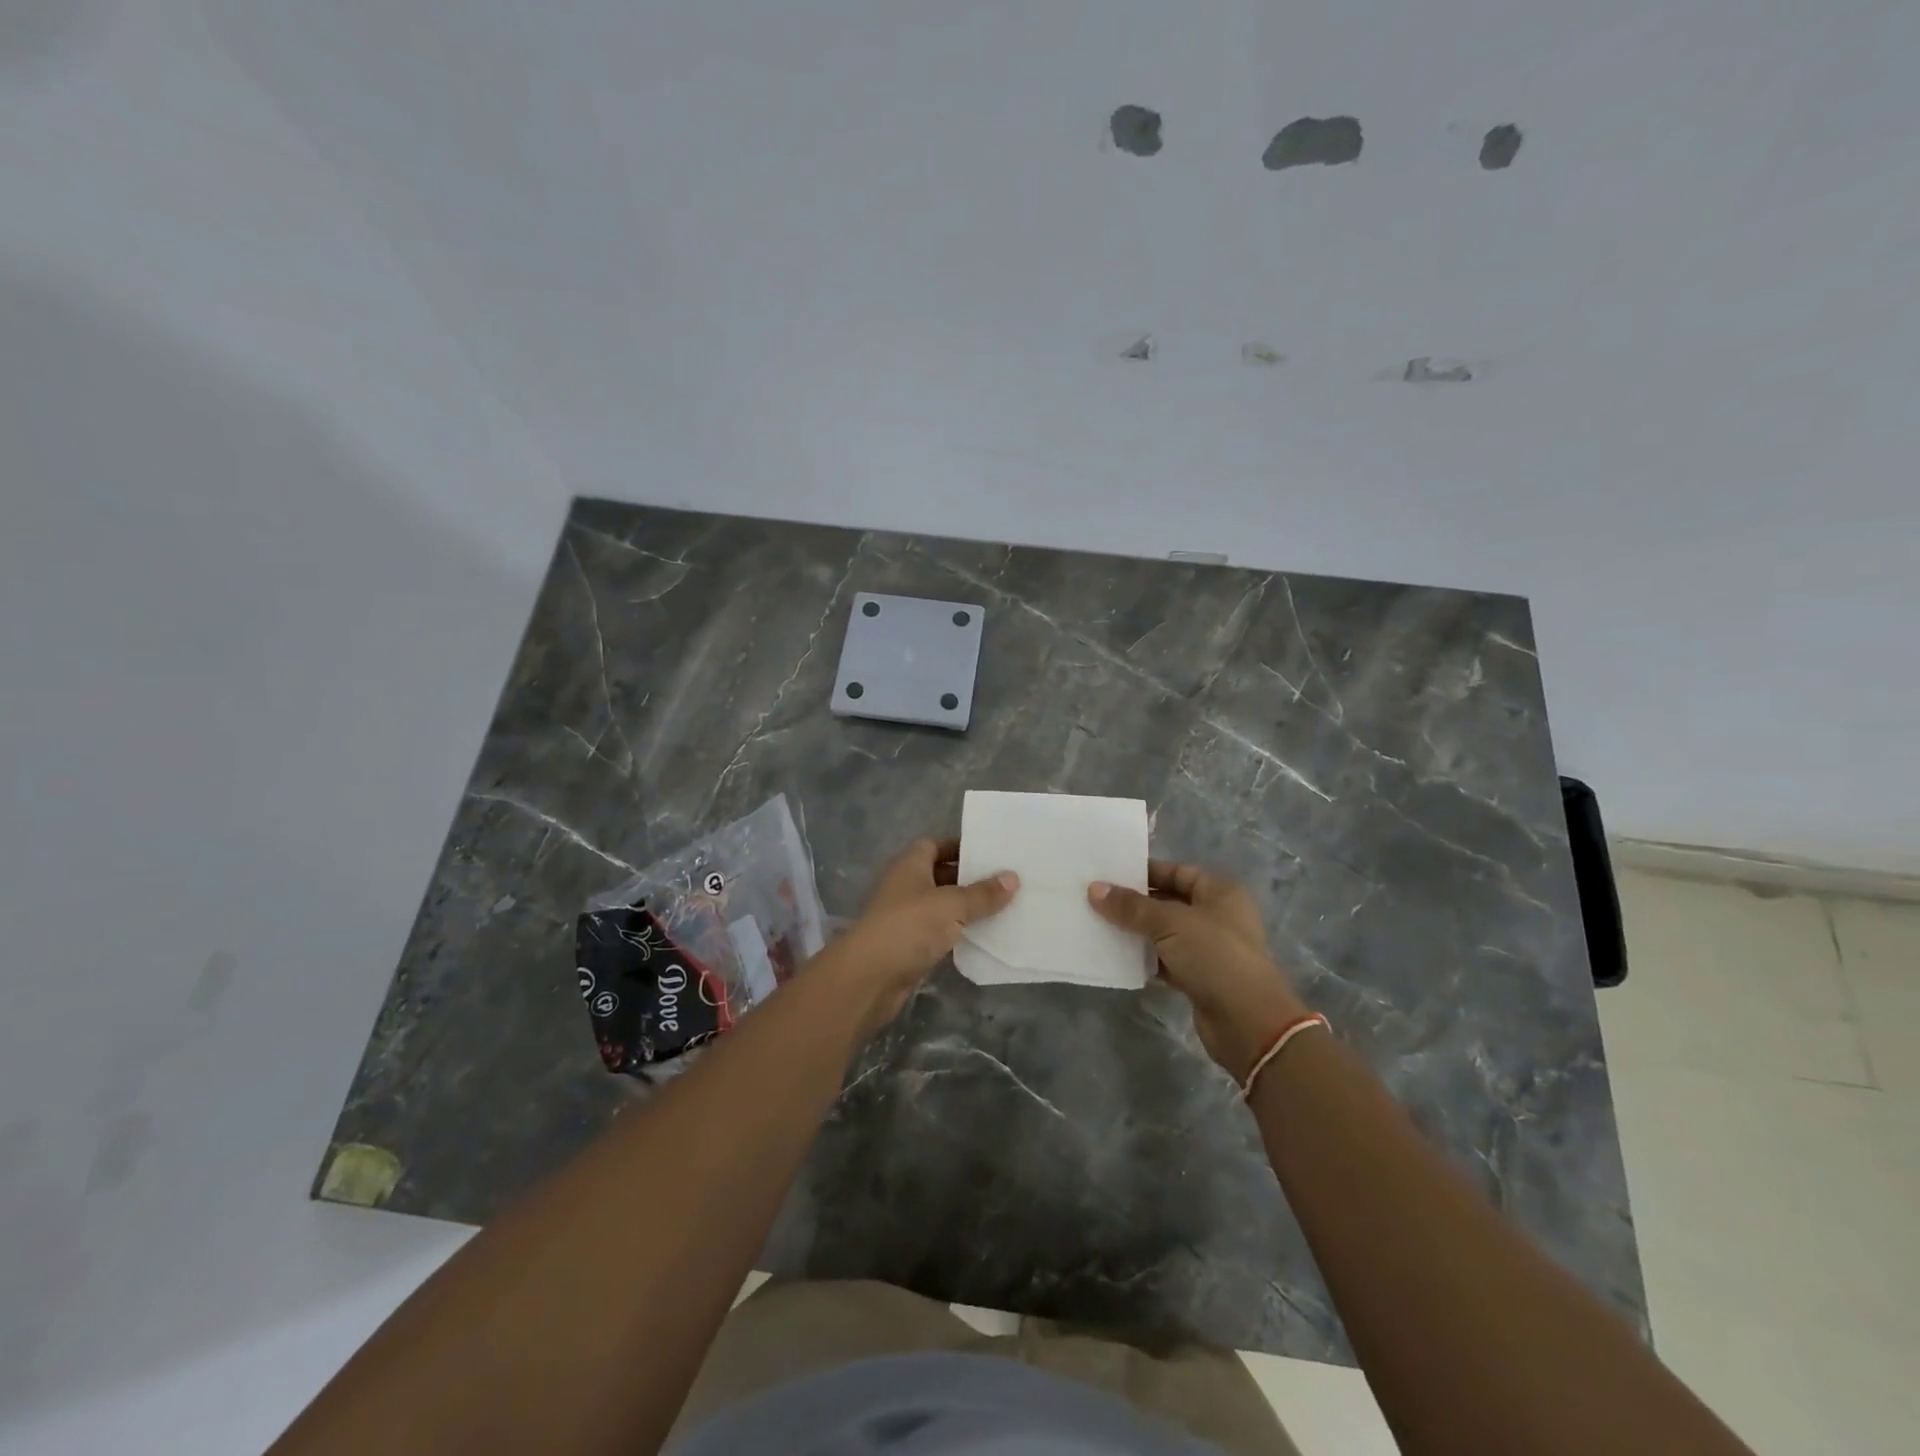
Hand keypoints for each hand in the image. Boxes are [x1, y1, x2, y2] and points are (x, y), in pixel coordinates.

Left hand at [826, 837, 1018, 1037]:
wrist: (869, 977)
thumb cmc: (909, 927)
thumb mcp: (952, 905)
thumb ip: (983, 893)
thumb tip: (1013, 877)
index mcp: (910, 865)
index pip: (934, 844)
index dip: (959, 847)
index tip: (991, 853)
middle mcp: (906, 886)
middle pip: (941, 874)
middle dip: (970, 878)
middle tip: (1007, 881)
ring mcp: (906, 917)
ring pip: (942, 906)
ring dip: (967, 908)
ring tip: (1005, 907)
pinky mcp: (910, 946)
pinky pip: (940, 932)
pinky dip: (959, 933)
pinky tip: (986, 937)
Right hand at [1089, 861, 1306, 1081]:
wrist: (1248, 1022)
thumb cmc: (1214, 956)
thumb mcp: (1169, 923)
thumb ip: (1131, 907)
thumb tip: (1094, 888)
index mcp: (1219, 892)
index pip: (1177, 871)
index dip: (1145, 872)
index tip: (1109, 873)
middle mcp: (1217, 916)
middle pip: (1169, 902)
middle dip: (1135, 903)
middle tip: (1096, 899)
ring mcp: (1210, 949)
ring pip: (1165, 933)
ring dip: (1137, 932)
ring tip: (1099, 925)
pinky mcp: (1200, 978)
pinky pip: (1166, 960)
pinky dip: (1145, 959)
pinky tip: (1117, 957)